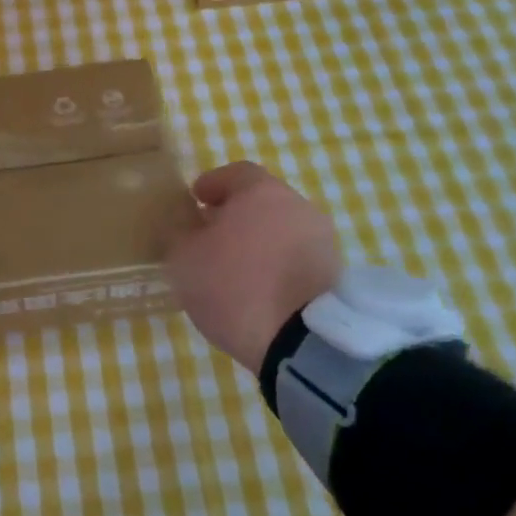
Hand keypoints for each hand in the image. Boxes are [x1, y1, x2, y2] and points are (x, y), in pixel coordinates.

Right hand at [167, 162, 344, 371]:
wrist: (301, 342)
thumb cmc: (235, 285)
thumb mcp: (184, 259)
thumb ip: (182, 234)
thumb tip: (189, 226)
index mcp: (260, 191)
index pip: (235, 173)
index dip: (212, 184)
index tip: (195, 200)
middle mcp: (296, 205)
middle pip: (261, 201)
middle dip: (235, 214)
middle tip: (211, 235)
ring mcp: (321, 240)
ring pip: (280, 229)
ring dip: (258, 241)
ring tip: (234, 267)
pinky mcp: (333, 274)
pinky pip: (295, 257)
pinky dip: (276, 264)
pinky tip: (258, 287)